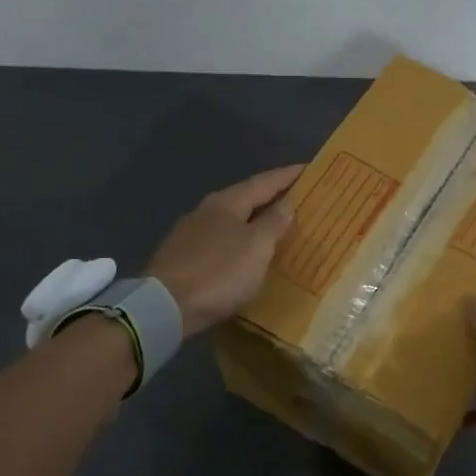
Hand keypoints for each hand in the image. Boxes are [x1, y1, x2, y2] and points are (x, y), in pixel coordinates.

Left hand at [147, 165, 303, 336]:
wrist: (165, 307)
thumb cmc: (219, 272)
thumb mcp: (257, 247)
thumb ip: (274, 222)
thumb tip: (287, 201)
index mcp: (228, 202)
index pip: (265, 181)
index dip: (288, 175)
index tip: (310, 168)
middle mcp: (207, 210)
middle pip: (246, 197)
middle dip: (272, 196)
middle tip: (298, 197)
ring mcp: (191, 233)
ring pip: (232, 219)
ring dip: (255, 219)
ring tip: (276, 225)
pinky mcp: (182, 256)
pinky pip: (220, 240)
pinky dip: (239, 240)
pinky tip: (246, 251)